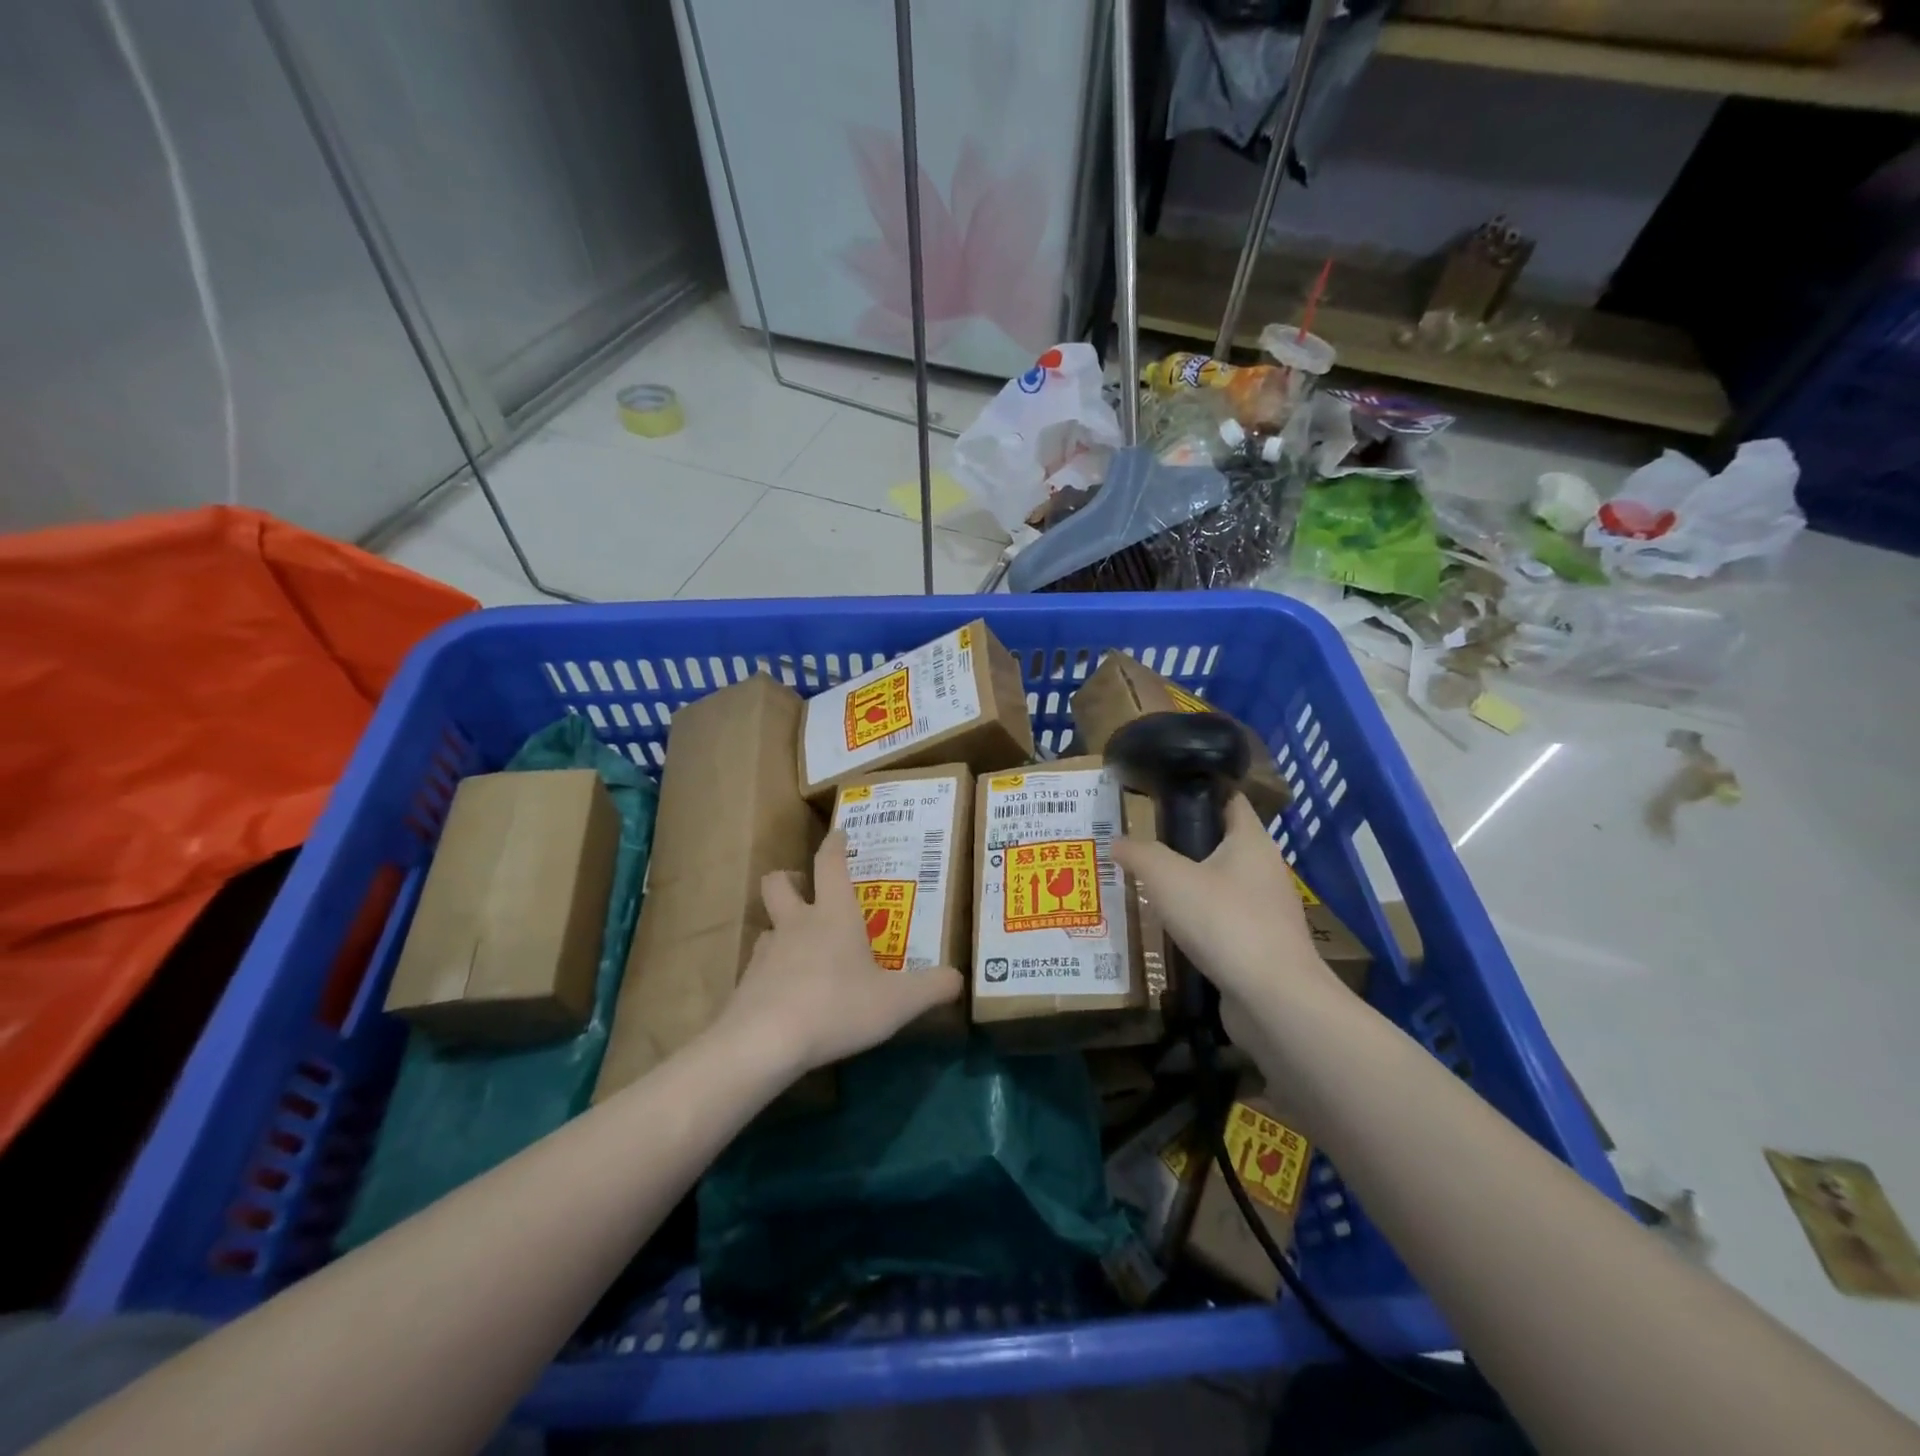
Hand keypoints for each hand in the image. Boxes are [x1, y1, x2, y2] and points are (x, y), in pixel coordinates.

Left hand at [718, 830, 963, 1078]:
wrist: (764, 1042)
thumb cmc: (837, 1006)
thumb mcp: (897, 1002)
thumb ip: (931, 988)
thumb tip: (958, 978)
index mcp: (833, 915)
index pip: (830, 864)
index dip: (834, 845)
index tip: (838, 832)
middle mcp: (796, 925)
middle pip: (778, 883)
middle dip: (789, 878)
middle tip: (803, 887)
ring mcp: (766, 953)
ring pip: (768, 925)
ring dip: (781, 928)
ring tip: (799, 948)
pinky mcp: (746, 984)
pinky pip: (759, 966)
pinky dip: (771, 971)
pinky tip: (786, 993)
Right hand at [1112, 795, 1344, 1013]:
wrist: (1273, 1000)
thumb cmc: (1224, 922)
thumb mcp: (1168, 878)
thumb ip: (1139, 854)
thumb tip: (1116, 842)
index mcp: (1252, 841)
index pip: (1229, 798)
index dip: (1198, 790)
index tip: (1161, 793)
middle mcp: (1265, 870)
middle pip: (1221, 842)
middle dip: (1183, 842)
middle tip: (1142, 844)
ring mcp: (1266, 911)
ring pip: (1221, 885)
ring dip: (1189, 885)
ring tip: (1149, 887)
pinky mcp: (1261, 946)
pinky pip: (1224, 921)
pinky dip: (1199, 921)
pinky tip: (1171, 930)